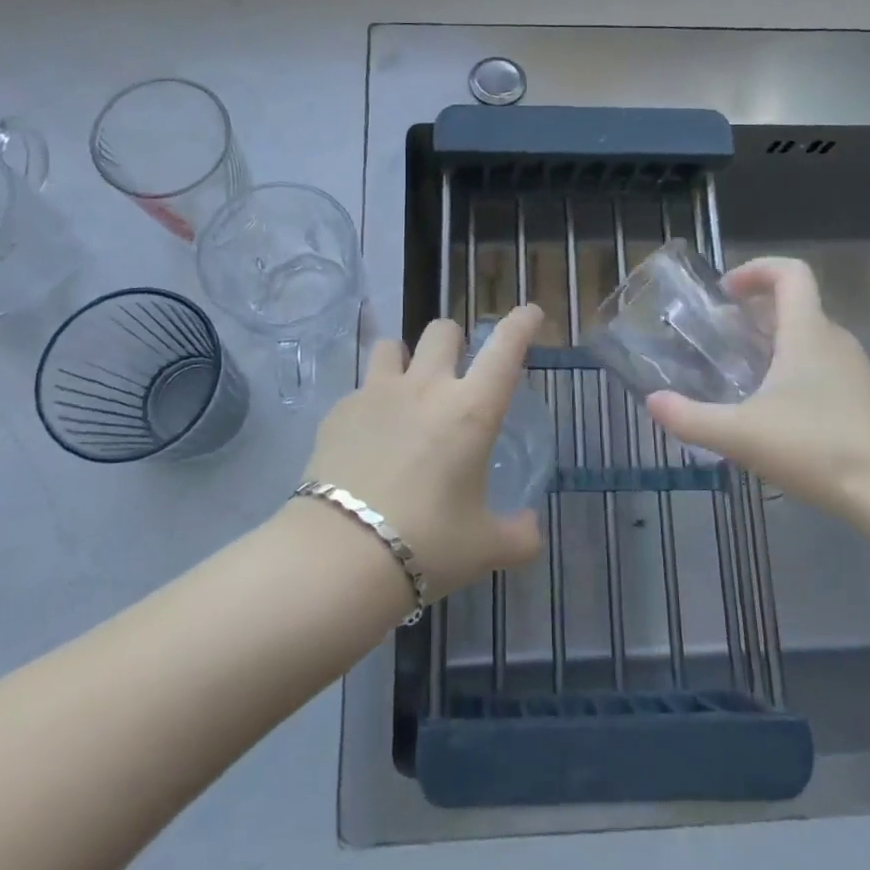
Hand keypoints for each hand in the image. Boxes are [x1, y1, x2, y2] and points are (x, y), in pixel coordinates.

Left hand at [302, 305, 545, 599]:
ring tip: (406, 391)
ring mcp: (376, 394)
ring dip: (406, 359)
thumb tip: (530, 531)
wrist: (339, 556)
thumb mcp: (483, 548)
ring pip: (393, 345)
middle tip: (456, 372)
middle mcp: (425, 388)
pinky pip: (360, 388)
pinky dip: (370, 402)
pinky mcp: (338, 411)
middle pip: (442, 331)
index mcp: (470, 410)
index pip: (505, 349)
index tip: (530, 312)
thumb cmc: (426, 545)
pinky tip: (367, 437)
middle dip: (455, 341)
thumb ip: (517, 536)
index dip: (521, 324)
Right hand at [645, 257, 869, 515]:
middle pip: (795, 303)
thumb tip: (652, 402)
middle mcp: (834, 340)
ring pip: (807, 337)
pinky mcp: (863, 399)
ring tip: (737, 372)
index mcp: (808, 332)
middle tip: (718, 336)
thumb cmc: (819, 449)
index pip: (791, 272)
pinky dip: (790, 369)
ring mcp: (854, 371)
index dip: (756, 269)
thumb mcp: (742, 435)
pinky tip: (771, 410)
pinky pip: (820, 365)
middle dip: (754, 310)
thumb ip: (691, 418)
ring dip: (771, 341)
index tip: (725, 292)